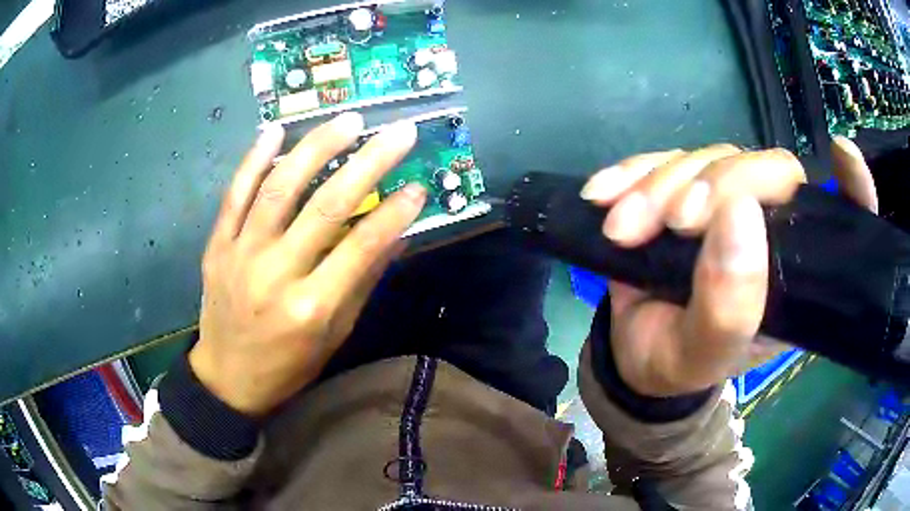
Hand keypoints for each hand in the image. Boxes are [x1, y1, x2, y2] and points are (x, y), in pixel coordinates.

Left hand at [189, 113, 424, 416]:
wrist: (227, 379)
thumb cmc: (288, 366)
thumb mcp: (334, 336)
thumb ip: (361, 283)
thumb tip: (395, 236)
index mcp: (311, 307)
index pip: (361, 247)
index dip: (393, 213)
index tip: (419, 185)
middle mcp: (276, 274)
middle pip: (325, 206)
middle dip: (368, 163)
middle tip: (397, 133)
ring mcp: (241, 254)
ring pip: (280, 188)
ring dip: (315, 148)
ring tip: (347, 120)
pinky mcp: (218, 245)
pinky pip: (235, 195)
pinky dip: (254, 160)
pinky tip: (275, 131)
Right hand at [581, 137, 876, 396]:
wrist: (631, 354)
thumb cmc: (677, 363)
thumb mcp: (702, 355)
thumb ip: (729, 308)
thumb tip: (740, 215)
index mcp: (793, 272)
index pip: (845, 218)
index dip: (853, 185)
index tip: (841, 153)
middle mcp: (771, 227)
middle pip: (764, 168)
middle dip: (714, 184)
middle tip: (670, 224)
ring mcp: (726, 202)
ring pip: (708, 156)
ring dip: (658, 185)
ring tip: (621, 229)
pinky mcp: (682, 189)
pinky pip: (663, 158)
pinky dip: (631, 171)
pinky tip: (603, 194)